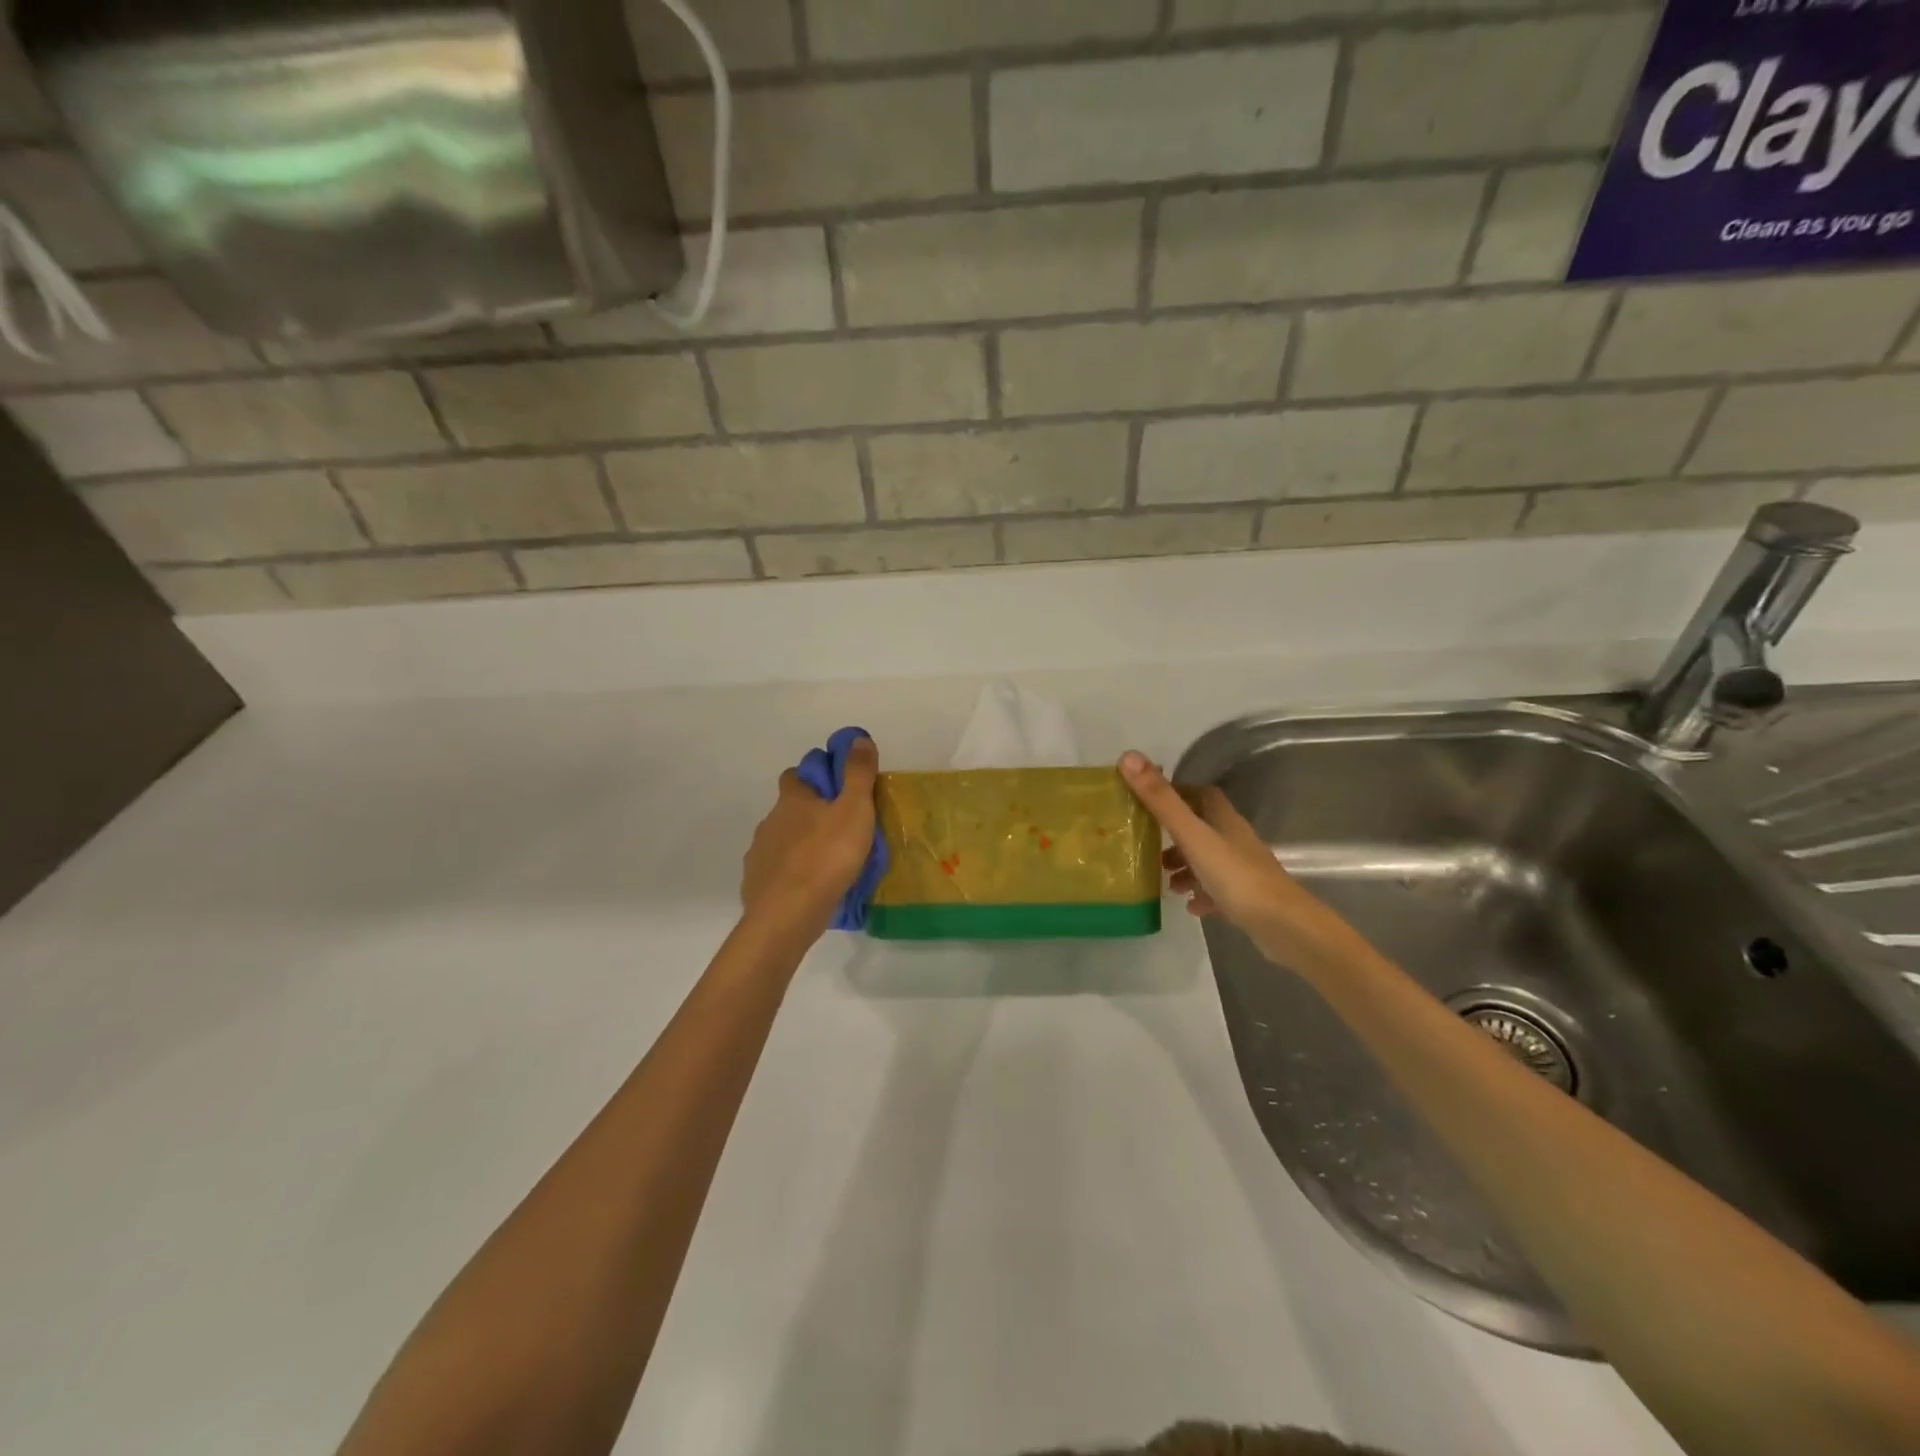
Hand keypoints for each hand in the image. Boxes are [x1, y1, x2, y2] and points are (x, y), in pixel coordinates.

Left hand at [742, 735, 879, 937]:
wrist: (787, 914)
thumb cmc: (827, 857)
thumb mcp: (855, 810)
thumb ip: (858, 773)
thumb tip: (858, 738)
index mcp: (793, 800)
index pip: (796, 774)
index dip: (815, 776)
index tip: (837, 788)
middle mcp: (770, 821)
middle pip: (788, 808)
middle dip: (809, 813)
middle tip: (839, 827)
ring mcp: (760, 854)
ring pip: (782, 840)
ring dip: (800, 844)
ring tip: (828, 861)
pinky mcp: (757, 884)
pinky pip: (776, 871)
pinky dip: (791, 873)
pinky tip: (809, 887)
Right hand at [1119, 751, 1367, 977]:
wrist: (1282, 925)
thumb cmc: (1234, 875)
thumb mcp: (1191, 835)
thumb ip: (1160, 800)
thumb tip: (1128, 756)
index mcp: (1224, 819)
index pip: (1201, 794)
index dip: (1178, 793)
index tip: (1150, 800)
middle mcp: (1235, 839)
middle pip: (1203, 828)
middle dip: (1176, 835)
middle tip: (1150, 845)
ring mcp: (1243, 869)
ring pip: (1209, 860)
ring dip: (1186, 867)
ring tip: (1165, 881)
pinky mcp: (1247, 898)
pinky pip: (1218, 890)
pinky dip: (1201, 893)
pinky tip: (1190, 905)